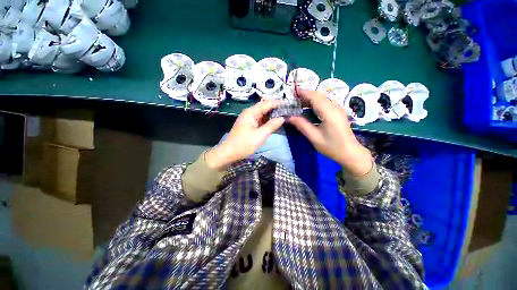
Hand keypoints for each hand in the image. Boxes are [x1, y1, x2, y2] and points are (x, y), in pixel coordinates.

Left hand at [206, 100, 284, 170]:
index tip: (289, 105)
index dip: (278, 103)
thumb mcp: (260, 135)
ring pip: (263, 114)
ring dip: (273, 115)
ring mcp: (249, 119)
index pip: (267, 103)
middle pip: (265, 107)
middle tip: (288, 111)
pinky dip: (268, 121)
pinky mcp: (249, 125)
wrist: (229, 153)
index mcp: (251, 112)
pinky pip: (260, 120)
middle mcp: (250, 113)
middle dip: (276, 109)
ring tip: (285, 116)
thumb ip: (272, 125)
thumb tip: (282, 118)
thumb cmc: (244, 144)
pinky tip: (275, 123)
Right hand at [289, 90, 372, 175]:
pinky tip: (308, 109)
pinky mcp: (337, 112)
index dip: (303, 93)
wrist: (350, 152)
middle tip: (292, 100)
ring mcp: (337, 108)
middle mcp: (334, 107)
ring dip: (309, 99)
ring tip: (297, 104)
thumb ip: (302, 125)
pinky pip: (324, 103)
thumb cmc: (332, 147)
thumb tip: (290, 117)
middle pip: (318, 95)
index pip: (315, 97)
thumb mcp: (314, 138)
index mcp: (329, 113)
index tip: (292, 92)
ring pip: (321, 98)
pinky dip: (314, 103)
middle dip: (305, 95)